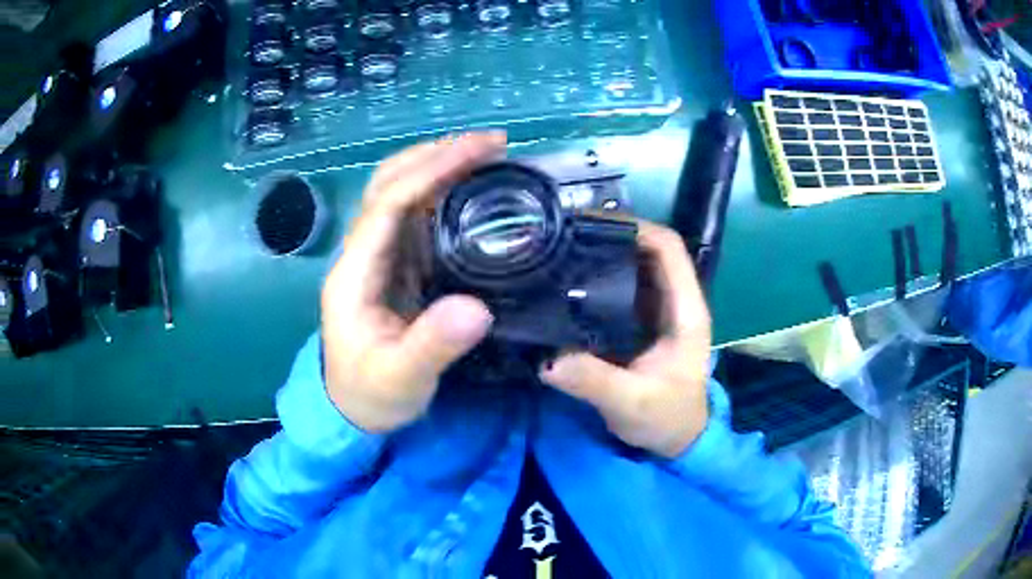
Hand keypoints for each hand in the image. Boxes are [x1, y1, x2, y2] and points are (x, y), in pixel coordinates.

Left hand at [321, 133, 505, 433]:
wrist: (352, 411)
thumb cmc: (371, 396)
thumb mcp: (401, 379)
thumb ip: (432, 347)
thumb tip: (477, 308)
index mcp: (355, 272)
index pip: (389, 203)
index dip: (433, 170)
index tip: (482, 150)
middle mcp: (362, 253)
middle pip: (389, 183)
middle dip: (437, 154)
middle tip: (494, 144)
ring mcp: (377, 258)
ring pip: (401, 193)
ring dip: (440, 166)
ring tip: (488, 156)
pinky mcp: (395, 268)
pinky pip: (417, 217)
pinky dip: (445, 194)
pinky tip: (474, 192)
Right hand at [541, 222, 711, 457]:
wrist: (677, 441)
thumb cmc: (667, 419)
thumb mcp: (632, 403)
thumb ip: (594, 381)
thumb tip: (546, 359)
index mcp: (685, 311)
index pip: (669, 249)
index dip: (637, 228)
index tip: (592, 224)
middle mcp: (674, 302)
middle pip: (647, 250)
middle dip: (610, 236)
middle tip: (564, 234)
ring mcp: (657, 312)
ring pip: (632, 267)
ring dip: (602, 255)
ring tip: (560, 251)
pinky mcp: (639, 325)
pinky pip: (619, 290)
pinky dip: (596, 279)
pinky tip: (565, 284)